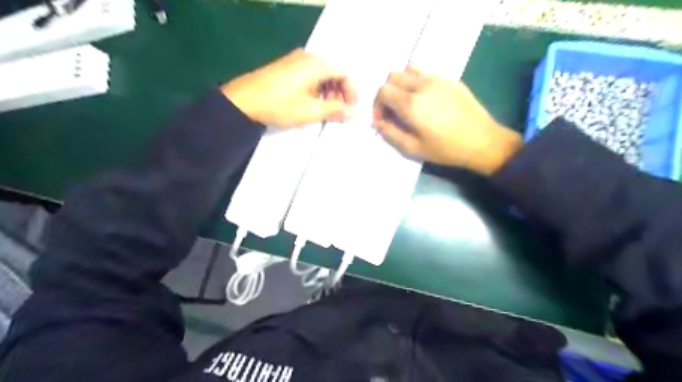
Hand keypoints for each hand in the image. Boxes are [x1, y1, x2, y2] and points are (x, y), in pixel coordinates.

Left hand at [222, 48, 356, 125]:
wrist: (243, 101)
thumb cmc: (280, 105)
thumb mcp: (311, 110)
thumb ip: (336, 110)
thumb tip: (356, 113)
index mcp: (317, 63)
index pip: (345, 74)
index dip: (352, 93)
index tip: (350, 111)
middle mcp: (308, 57)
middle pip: (334, 73)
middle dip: (340, 94)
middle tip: (337, 114)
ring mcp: (295, 61)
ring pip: (322, 76)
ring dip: (328, 94)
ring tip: (324, 112)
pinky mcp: (286, 68)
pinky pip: (310, 76)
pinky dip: (316, 90)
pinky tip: (310, 104)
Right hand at [372, 67, 523, 173]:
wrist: (483, 142)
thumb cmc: (446, 149)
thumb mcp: (414, 148)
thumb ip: (391, 134)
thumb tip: (377, 123)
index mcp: (411, 104)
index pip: (383, 91)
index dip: (377, 105)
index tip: (382, 119)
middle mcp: (422, 85)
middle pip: (393, 76)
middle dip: (387, 92)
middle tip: (393, 111)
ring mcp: (438, 79)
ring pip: (409, 69)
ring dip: (402, 83)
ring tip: (408, 101)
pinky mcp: (451, 79)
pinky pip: (427, 72)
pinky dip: (418, 81)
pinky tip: (426, 99)